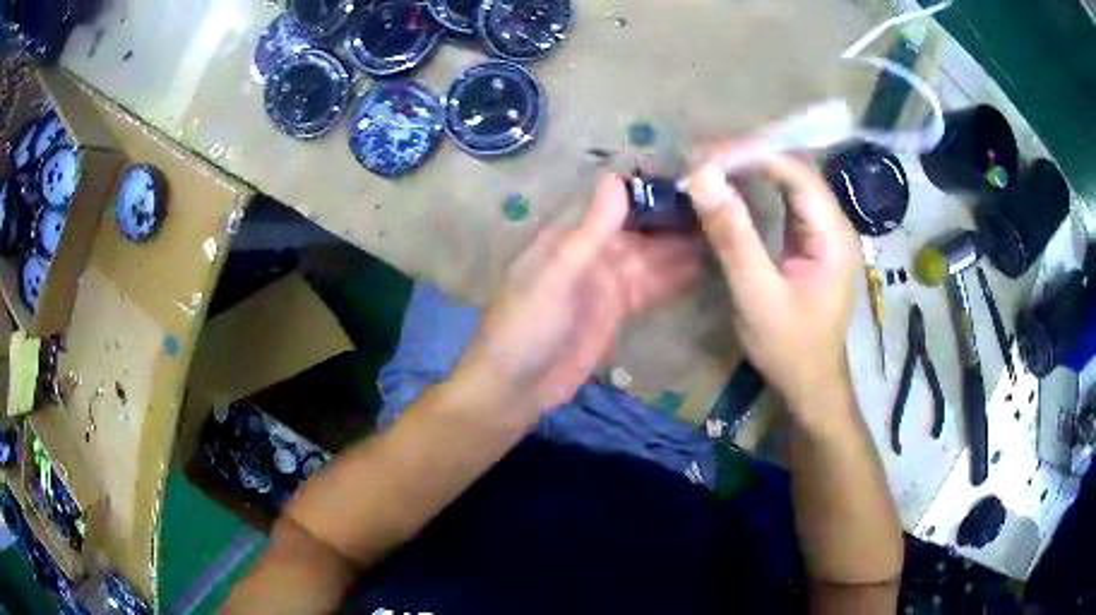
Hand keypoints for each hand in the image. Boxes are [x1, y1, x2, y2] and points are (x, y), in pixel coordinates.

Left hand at [455, 175, 701, 416]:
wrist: (516, 387)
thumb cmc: (526, 326)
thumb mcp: (558, 274)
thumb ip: (591, 231)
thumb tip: (617, 178)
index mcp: (571, 237)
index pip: (618, 203)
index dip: (653, 193)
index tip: (693, 183)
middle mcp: (591, 253)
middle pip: (641, 231)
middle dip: (676, 222)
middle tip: (723, 211)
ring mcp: (606, 284)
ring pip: (651, 259)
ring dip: (682, 250)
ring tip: (724, 236)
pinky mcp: (617, 311)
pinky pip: (651, 287)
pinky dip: (674, 278)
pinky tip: (703, 268)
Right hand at [687, 142, 860, 425]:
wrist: (811, 383)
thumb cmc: (789, 347)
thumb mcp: (757, 296)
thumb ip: (733, 237)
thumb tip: (702, 178)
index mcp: (833, 235)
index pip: (796, 171)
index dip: (752, 154)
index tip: (706, 157)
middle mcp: (834, 223)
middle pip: (794, 168)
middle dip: (749, 155)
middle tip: (702, 158)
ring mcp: (824, 231)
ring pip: (789, 179)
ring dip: (751, 166)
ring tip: (710, 165)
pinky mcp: (811, 240)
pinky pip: (784, 199)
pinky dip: (756, 186)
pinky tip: (731, 185)